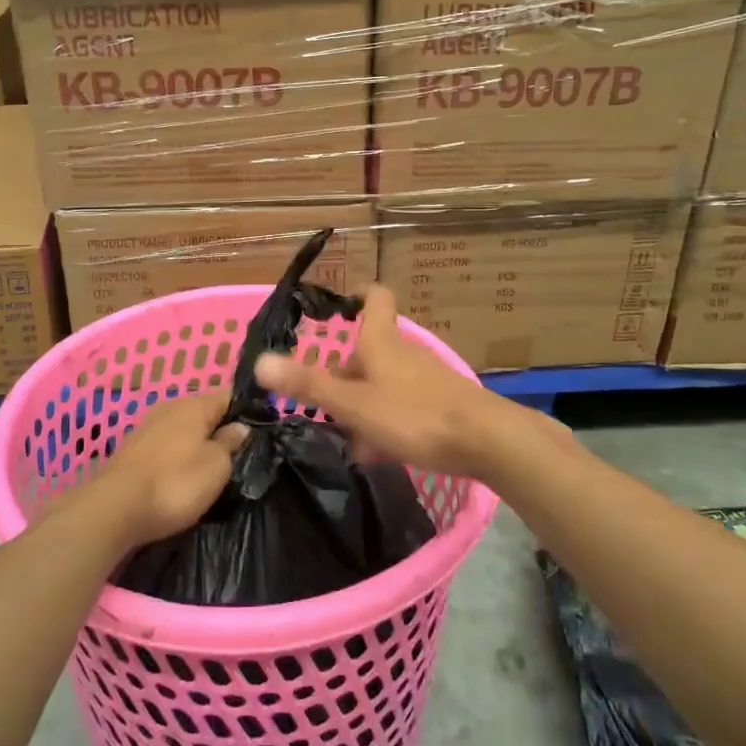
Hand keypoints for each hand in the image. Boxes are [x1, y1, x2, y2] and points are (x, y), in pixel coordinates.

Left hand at [91, 395, 245, 546]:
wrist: (115, 508)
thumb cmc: (175, 483)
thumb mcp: (217, 466)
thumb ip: (231, 443)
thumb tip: (240, 427)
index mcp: (195, 404)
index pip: (229, 396)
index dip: (248, 411)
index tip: (262, 432)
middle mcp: (170, 407)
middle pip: (205, 412)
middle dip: (221, 429)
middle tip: (240, 456)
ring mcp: (148, 427)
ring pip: (184, 430)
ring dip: (198, 445)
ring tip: (214, 470)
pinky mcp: (133, 450)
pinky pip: (166, 446)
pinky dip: (178, 457)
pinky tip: (183, 476)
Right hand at [253, 284, 531, 481]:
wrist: (486, 441)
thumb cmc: (413, 415)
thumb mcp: (353, 404)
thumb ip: (309, 384)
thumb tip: (259, 361)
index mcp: (382, 341)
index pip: (376, 298)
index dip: (358, 295)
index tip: (338, 306)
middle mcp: (405, 352)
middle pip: (371, 349)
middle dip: (345, 372)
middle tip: (322, 399)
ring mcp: (426, 377)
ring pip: (385, 380)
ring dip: (363, 401)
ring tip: (346, 434)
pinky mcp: (441, 402)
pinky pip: (403, 403)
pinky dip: (386, 418)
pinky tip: (380, 451)